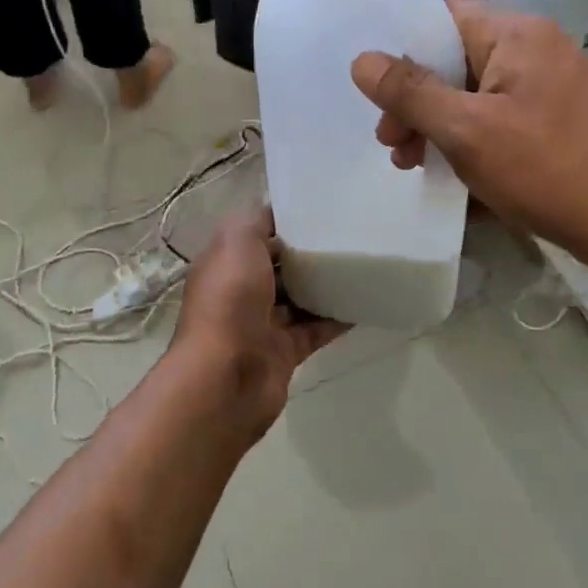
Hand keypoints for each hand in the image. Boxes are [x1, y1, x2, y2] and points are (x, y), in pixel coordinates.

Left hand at [167, 208, 345, 439]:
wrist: (225, 378)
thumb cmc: (229, 300)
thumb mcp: (236, 241)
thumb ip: (256, 220)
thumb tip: (276, 212)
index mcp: (225, 261)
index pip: (255, 234)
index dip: (283, 221)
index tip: (320, 210)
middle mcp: (240, 290)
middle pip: (278, 266)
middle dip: (306, 253)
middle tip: (347, 236)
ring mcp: (261, 324)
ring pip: (298, 298)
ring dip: (323, 285)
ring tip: (359, 265)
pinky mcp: (283, 352)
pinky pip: (315, 330)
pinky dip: (336, 319)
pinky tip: (362, 303)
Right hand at [351, 0, 587, 274]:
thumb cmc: (548, 168)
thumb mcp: (467, 131)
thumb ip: (410, 92)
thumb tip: (362, 60)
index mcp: (515, 35)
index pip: (444, 14)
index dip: (405, 45)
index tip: (380, 90)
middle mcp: (534, 48)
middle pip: (455, 58)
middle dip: (417, 99)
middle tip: (393, 143)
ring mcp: (550, 84)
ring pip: (475, 91)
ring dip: (439, 124)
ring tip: (415, 165)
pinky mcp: (559, 118)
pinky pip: (500, 115)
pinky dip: (472, 137)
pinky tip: (455, 174)